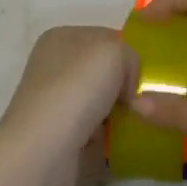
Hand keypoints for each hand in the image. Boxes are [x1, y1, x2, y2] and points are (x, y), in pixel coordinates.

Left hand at [0, 26, 137, 185]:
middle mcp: (51, 65)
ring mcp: (50, 101)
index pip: (105, 37)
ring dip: (115, 112)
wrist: (44, 148)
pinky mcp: (54, 133)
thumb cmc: (77, 89)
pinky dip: (103, 135)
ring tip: (131, 123)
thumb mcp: (114, 53)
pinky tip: (112, 141)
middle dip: (122, 85)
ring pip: (97, 100)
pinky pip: (90, 128)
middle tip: (140, 101)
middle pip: (101, 71)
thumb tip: (127, 86)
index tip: (142, 75)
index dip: (127, 54)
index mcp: (60, 38)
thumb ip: (130, 57)